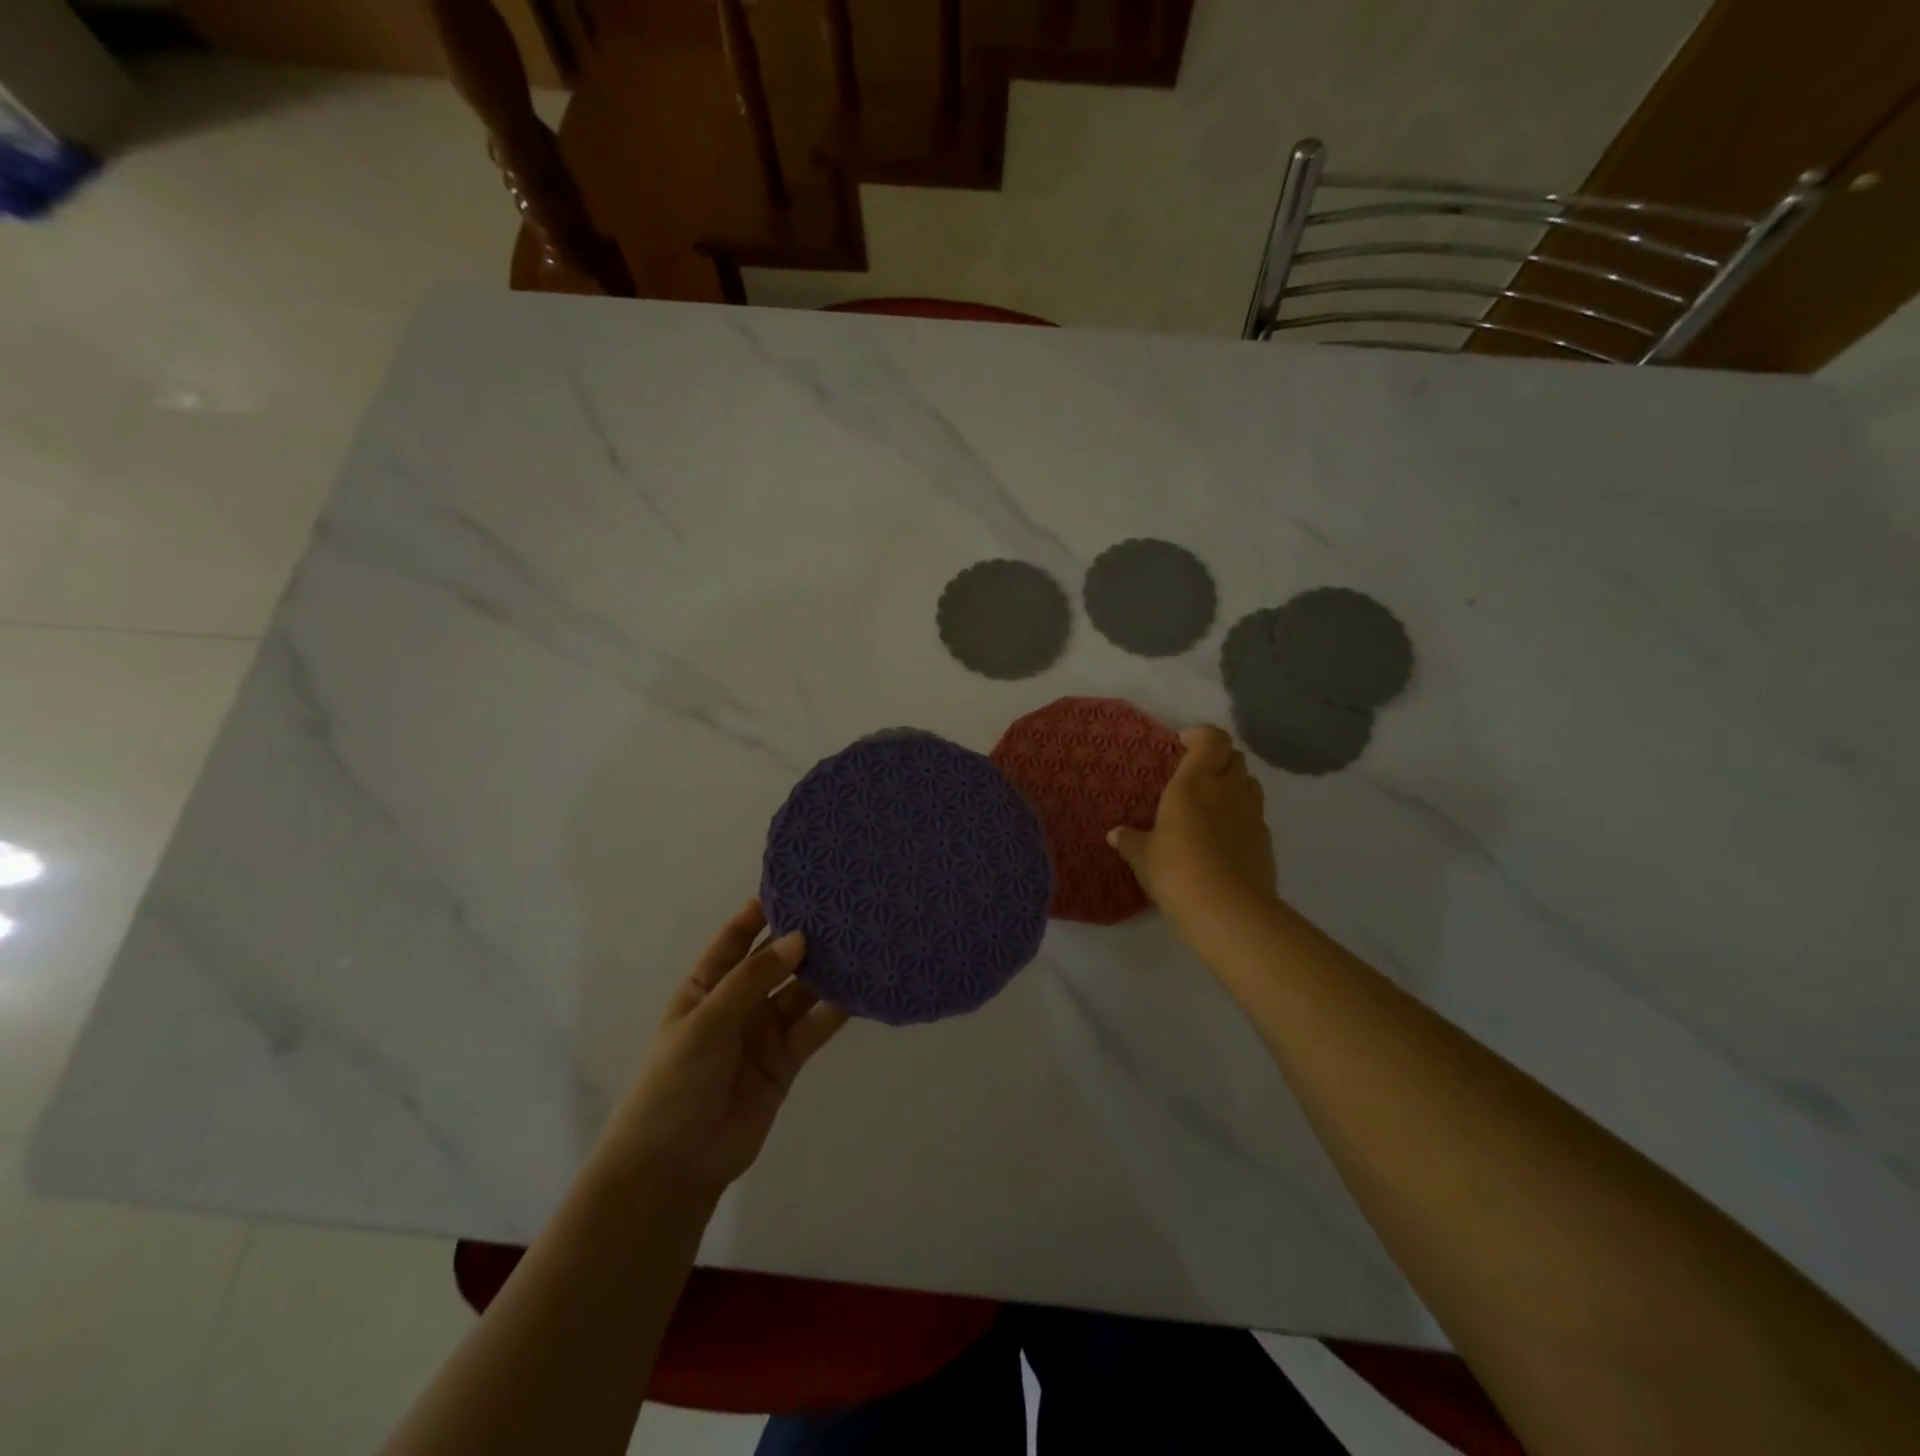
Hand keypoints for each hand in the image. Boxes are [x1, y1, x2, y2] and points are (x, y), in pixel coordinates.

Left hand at [599, 900, 848, 1199]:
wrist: (675, 1165)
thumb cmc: (675, 1083)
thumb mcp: (706, 1022)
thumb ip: (753, 980)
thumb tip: (799, 938)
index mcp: (707, 985)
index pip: (736, 937)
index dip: (760, 911)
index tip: (796, 883)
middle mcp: (739, 1001)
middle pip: (776, 960)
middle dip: (803, 937)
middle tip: (842, 908)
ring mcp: (765, 1030)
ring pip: (801, 990)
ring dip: (826, 970)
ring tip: (861, 940)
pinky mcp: (788, 1059)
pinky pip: (815, 1025)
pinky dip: (837, 1008)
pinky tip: (862, 987)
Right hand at [1108, 725, 1277, 931]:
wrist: (1227, 910)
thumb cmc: (1176, 870)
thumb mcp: (1142, 857)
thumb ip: (1131, 840)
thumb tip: (1116, 834)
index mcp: (1195, 783)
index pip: (1211, 739)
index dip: (1201, 735)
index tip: (1183, 744)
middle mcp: (1228, 791)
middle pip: (1235, 758)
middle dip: (1218, 759)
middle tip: (1197, 774)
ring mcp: (1252, 816)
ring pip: (1250, 784)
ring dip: (1234, 785)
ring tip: (1213, 803)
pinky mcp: (1266, 842)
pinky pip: (1256, 817)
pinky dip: (1243, 817)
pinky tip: (1225, 839)